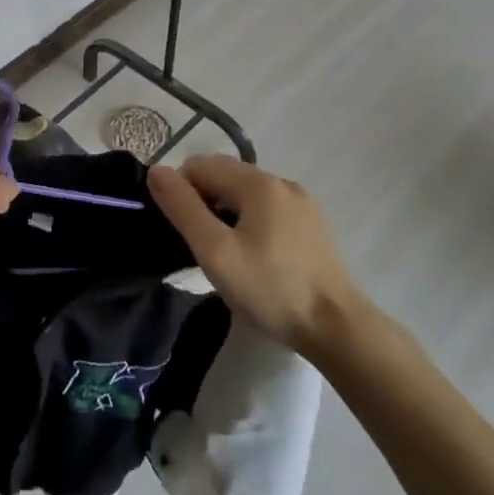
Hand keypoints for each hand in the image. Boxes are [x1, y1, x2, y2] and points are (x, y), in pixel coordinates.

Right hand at [148, 156, 367, 357]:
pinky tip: (252, 256)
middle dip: (202, 200)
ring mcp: (301, 203)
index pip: (199, 165)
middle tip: (199, 244)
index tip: (180, 231)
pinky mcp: (312, 225)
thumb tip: (156, 171)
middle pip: (224, 175)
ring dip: (224, 212)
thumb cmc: (271, 289)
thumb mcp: (215, 251)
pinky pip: (267, 209)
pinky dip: (249, 222)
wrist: (338, 329)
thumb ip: (183, 208)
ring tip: (224, 253)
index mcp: (258, 182)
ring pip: (245, 193)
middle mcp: (281, 182)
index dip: (180, 192)